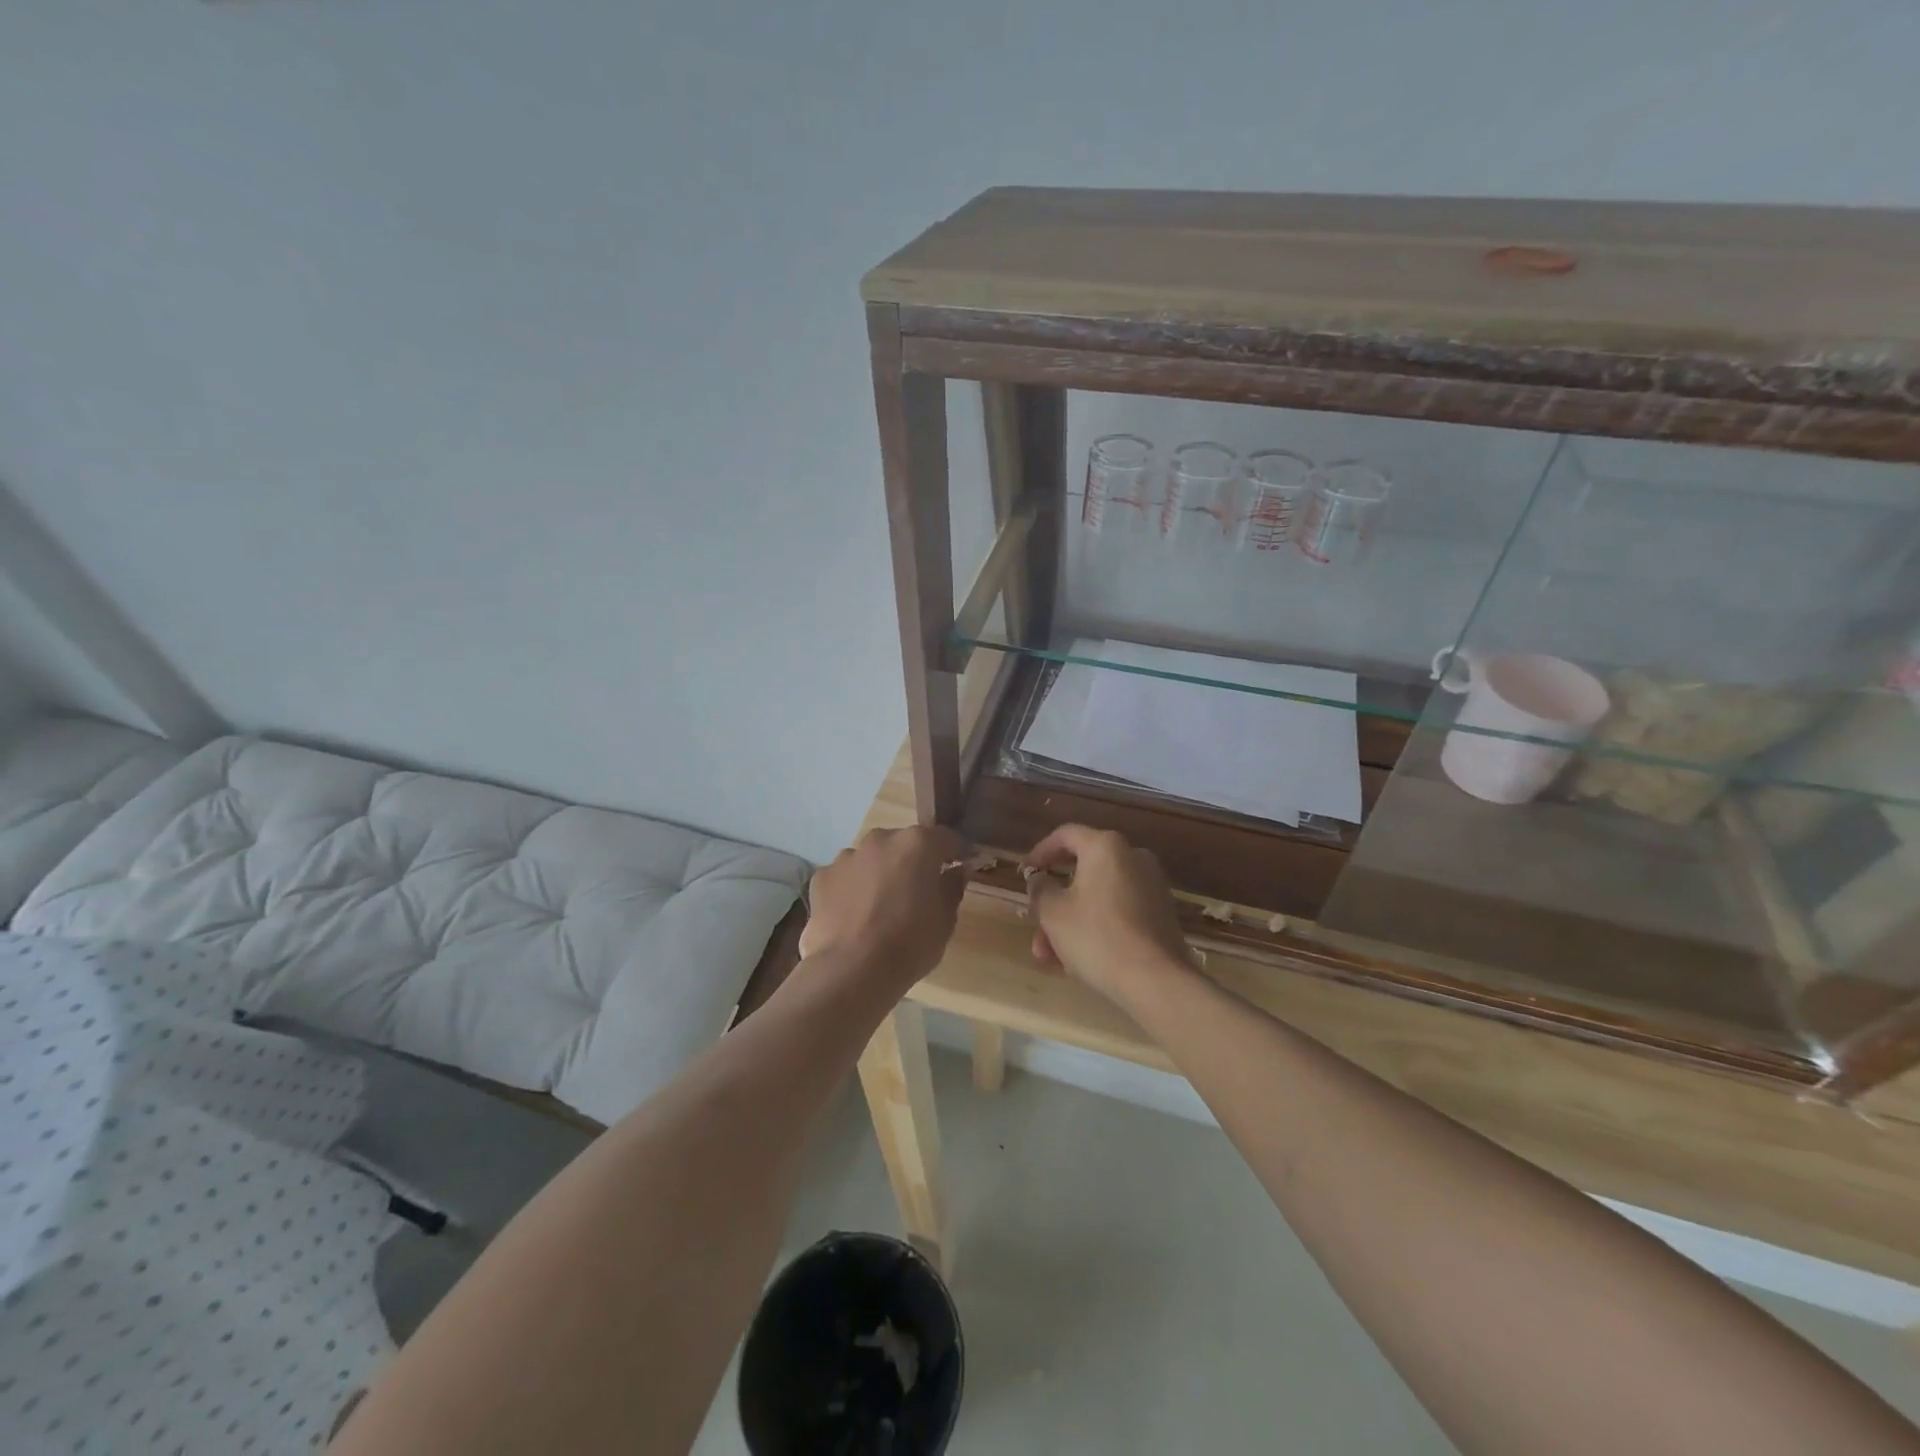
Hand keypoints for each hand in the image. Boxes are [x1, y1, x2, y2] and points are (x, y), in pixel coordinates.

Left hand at [799, 826, 970, 990]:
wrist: (851, 971)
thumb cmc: (909, 944)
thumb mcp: (945, 921)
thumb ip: (952, 887)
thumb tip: (957, 871)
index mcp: (917, 844)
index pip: (945, 838)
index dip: (956, 851)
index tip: (962, 865)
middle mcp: (881, 840)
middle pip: (904, 844)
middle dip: (914, 861)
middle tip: (919, 890)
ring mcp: (847, 857)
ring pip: (871, 858)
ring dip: (880, 873)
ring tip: (882, 906)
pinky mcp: (822, 877)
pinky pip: (845, 877)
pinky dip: (852, 889)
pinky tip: (854, 915)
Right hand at [1024, 824, 1191, 1005]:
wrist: (1157, 981)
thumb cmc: (1097, 937)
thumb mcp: (1053, 913)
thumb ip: (1040, 889)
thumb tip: (1040, 879)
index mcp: (1106, 847)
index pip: (1065, 835)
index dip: (1040, 853)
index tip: (1024, 875)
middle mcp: (1133, 857)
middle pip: (1081, 873)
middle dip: (1053, 904)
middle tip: (1036, 929)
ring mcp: (1151, 886)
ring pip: (1097, 898)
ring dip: (1070, 923)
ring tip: (1051, 959)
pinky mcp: (1161, 914)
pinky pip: (1118, 912)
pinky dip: (1095, 928)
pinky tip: (1078, 962)